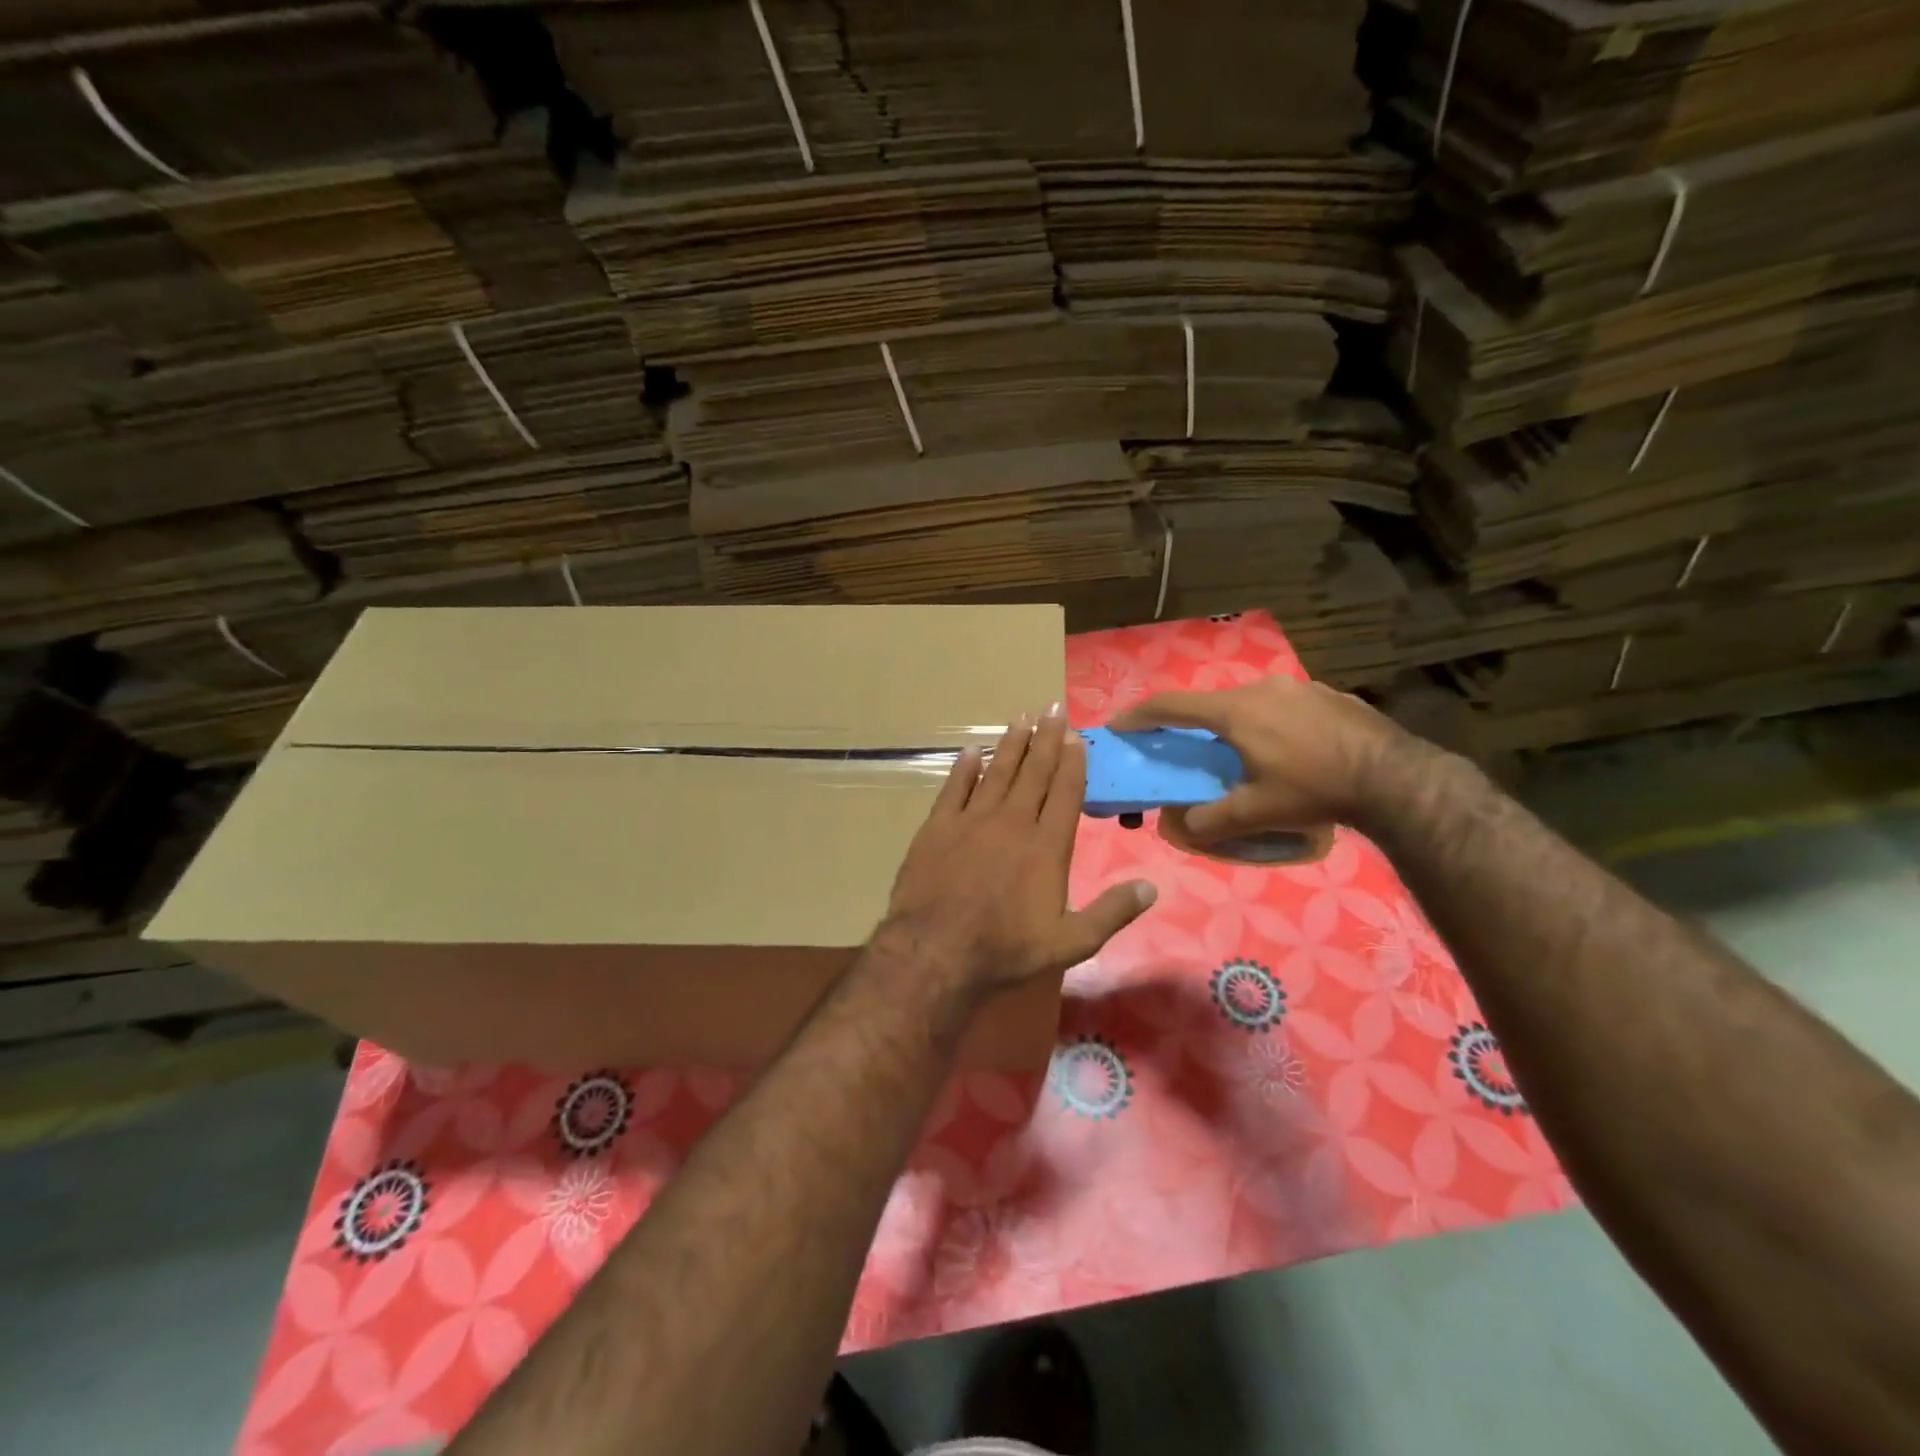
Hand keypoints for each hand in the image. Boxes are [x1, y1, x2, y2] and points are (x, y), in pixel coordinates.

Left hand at [878, 705, 1157, 1004]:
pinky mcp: (938, 826)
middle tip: (1053, 708)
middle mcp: (1013, 822)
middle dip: (1046, 738)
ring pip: (996, 771)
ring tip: (1021, 718)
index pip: (1065, 792)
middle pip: (1034, 772)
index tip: (1076, 735)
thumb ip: (1111, 913)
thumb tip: (1150, 887)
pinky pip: (954, 787)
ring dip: (1010, 744)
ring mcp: (972, 820)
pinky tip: (970, 751)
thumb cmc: (1006, 948)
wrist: (936, 950)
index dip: (1073, 762)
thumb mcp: (1070, 942)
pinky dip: (964, 767)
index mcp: (1047, 845)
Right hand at [1108, 676, 1409, 846]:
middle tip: (1185, 747)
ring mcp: (1297, 686)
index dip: (1139, 715)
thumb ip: (1209, 821)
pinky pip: (1282, 705)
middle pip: (1210, 702)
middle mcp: (1261, 688)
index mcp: (1235, 711)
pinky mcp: (1327, 694)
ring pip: (1248, 702)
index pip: (1172, 705)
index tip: (1118, 726)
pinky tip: (1287, 749)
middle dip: (1190, 723)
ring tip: (1241, 753)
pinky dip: (1268, 722)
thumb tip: (1179, 825)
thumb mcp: (1255, 813)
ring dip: (1232, 723)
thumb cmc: (1314, 790)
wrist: (1395, 778)